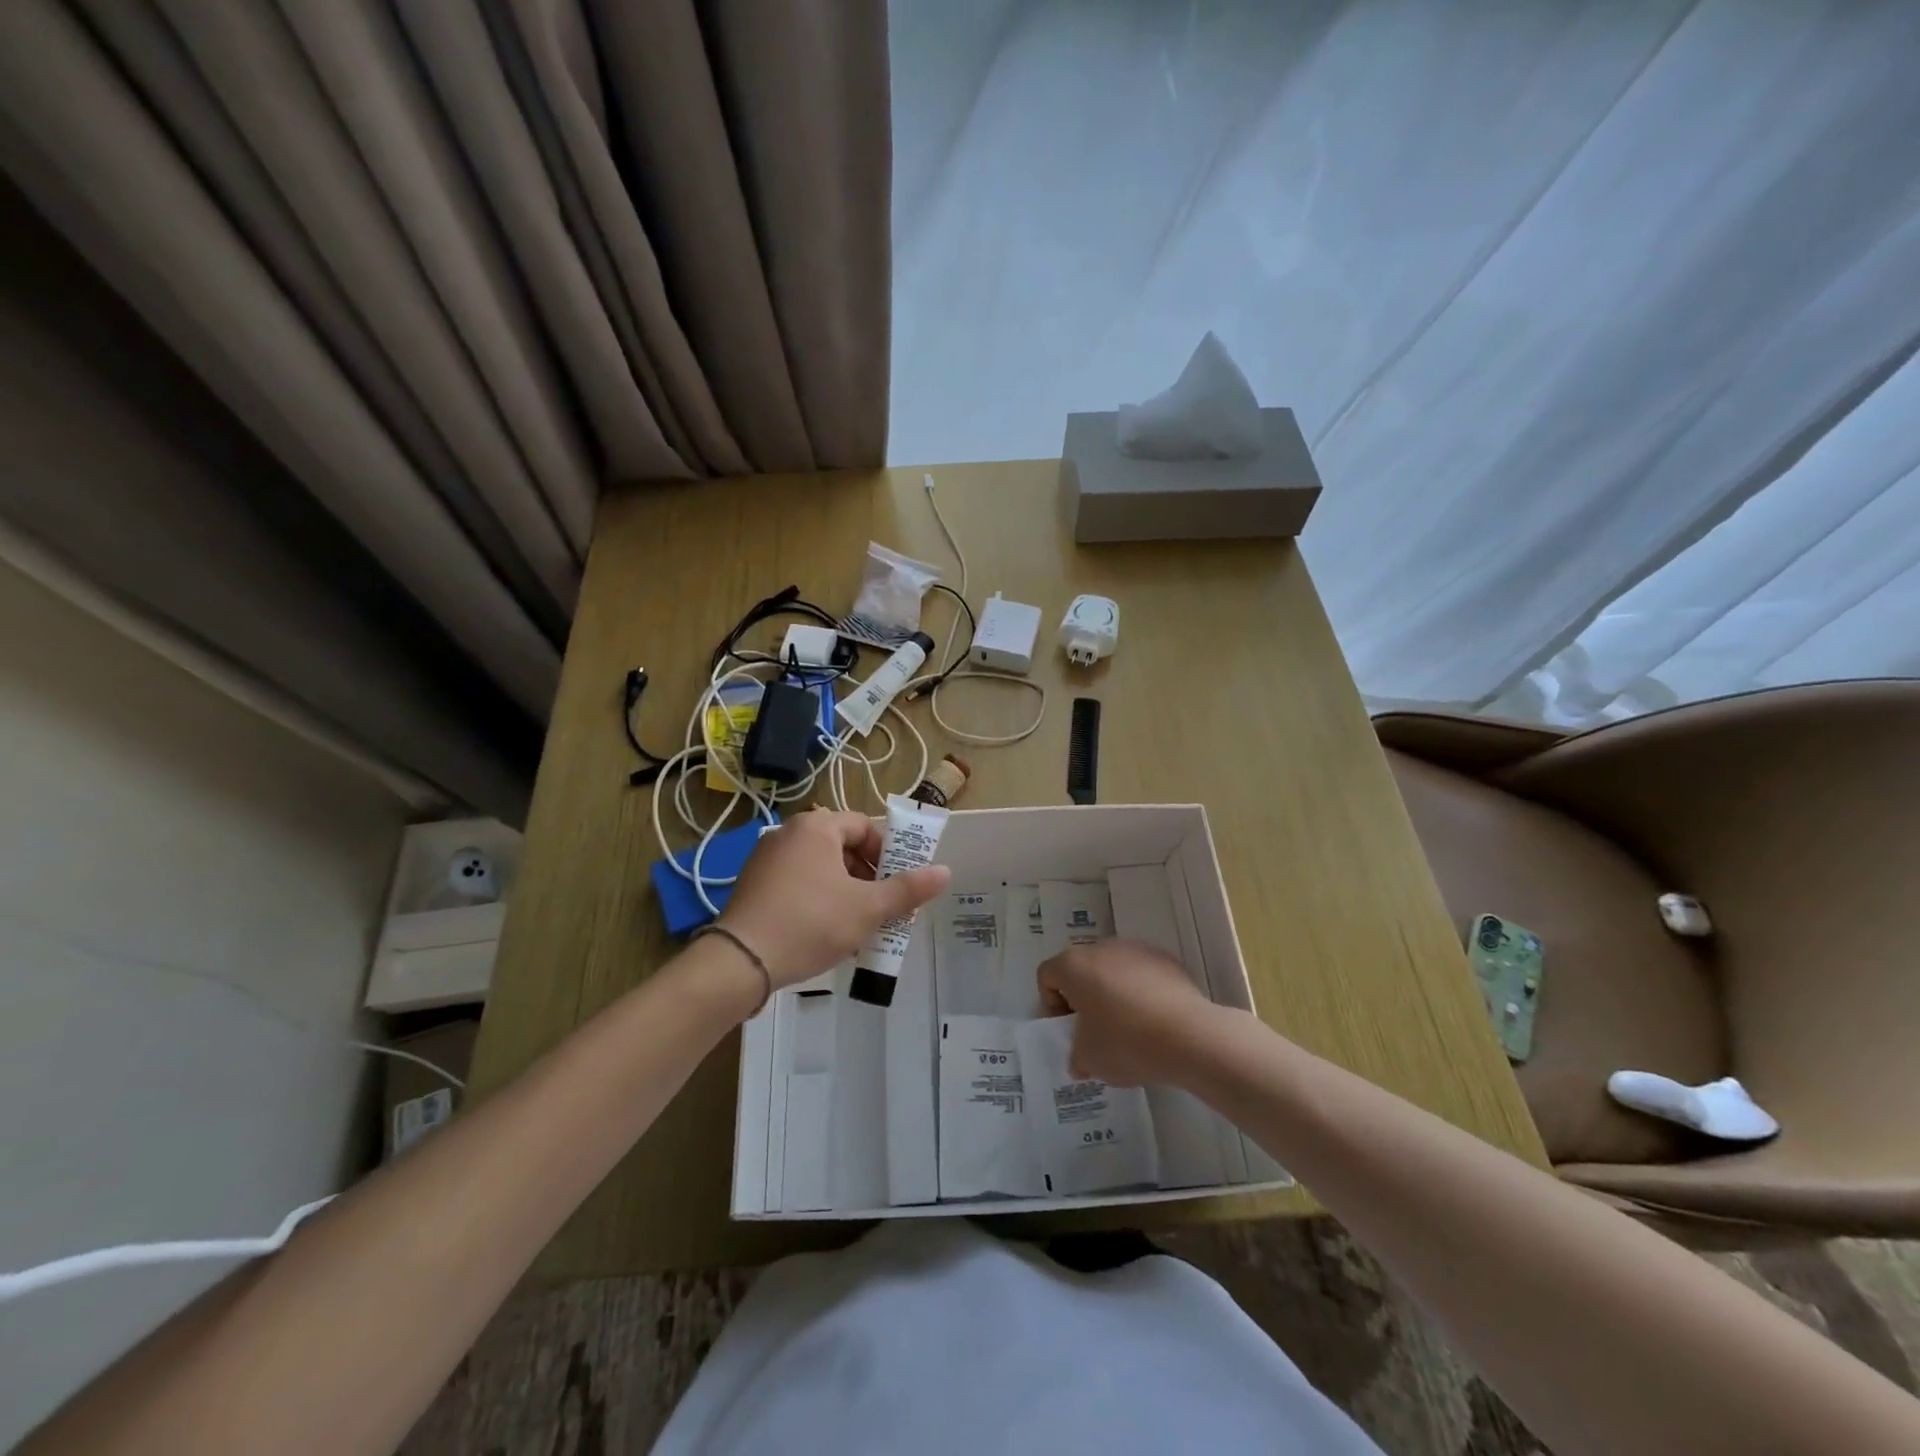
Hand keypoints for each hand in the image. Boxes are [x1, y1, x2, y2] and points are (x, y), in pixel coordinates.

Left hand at [718, 809, 949, 988]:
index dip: (887, 854)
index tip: (898, 884)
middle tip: (882, 908)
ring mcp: (766, 859)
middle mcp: (788, 833)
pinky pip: (796, 884)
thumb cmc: (811, 923)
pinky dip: (817, 900)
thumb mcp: (867, 908)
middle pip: (841, 847)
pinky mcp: (752, 885)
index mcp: (816, 826)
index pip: (864, 826)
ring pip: (819, 869)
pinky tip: (825, 933)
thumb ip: (908, 889)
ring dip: (844, 892)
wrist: (741, 961)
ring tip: (857, 925)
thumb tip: (944, 871)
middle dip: (867, 877)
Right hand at [1037, 940, 1223, 1086]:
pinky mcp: (1166, 959)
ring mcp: (1136, 949)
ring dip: (1112, 993)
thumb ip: (1076, 1055)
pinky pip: (1142, 973)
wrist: (1190, 1036)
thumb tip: (1080, 1058)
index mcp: (1074, 965)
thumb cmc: (1126, 1043)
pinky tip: (1154, 1020)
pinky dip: (1141, 991)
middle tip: (1095, 1031)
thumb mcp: (1089, 1060)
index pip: (1047, 976)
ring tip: (1128, 1027)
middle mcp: (1102, 948)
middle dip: (1083, 997)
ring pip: (1113, 969)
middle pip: (1081, 969)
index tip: (1069, 1032)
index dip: (1051, 1005)